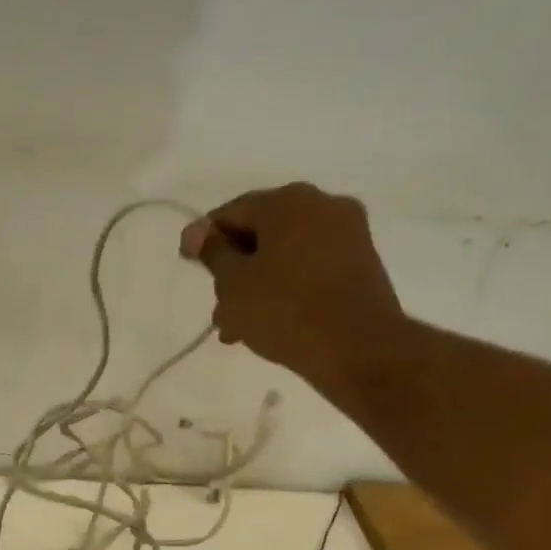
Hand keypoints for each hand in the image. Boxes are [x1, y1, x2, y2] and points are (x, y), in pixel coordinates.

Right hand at [179, 183, 409, 404]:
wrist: (358, 348)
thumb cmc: (285, 310)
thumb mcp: (234, 283)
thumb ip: (213, 252)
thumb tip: (196, 231)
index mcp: (287, 201)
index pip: (231, 212)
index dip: (204, 239)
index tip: (189, 265)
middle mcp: (322, 205)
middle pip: (261, 233)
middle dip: (234, 269)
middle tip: (217, 305)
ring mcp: (348, 234)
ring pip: (285, 254)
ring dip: (258, 284)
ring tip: (238, 326)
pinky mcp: (362, 263)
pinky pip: (310, 268)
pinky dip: (286, 287)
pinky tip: (270, 321)